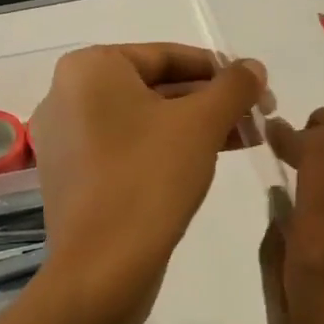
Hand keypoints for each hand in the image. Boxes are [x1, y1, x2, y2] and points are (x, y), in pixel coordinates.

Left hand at [29, 43, 264, 322]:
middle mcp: (67, 95)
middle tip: (257, 117)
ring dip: (195, 126)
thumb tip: (252, 67)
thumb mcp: (202, 123)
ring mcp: (66, 139)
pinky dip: (166, 149)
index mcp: (90, 68)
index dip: (220, 70)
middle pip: (155, 87)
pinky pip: (127, 148)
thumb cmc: (150, 178)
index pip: (167, 55)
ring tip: (244, 140)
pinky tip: (205, 162)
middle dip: (210, 101)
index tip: (257, 88)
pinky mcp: (73, 176)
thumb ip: (233, 87)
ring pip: (144, 120)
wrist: (102, 268)